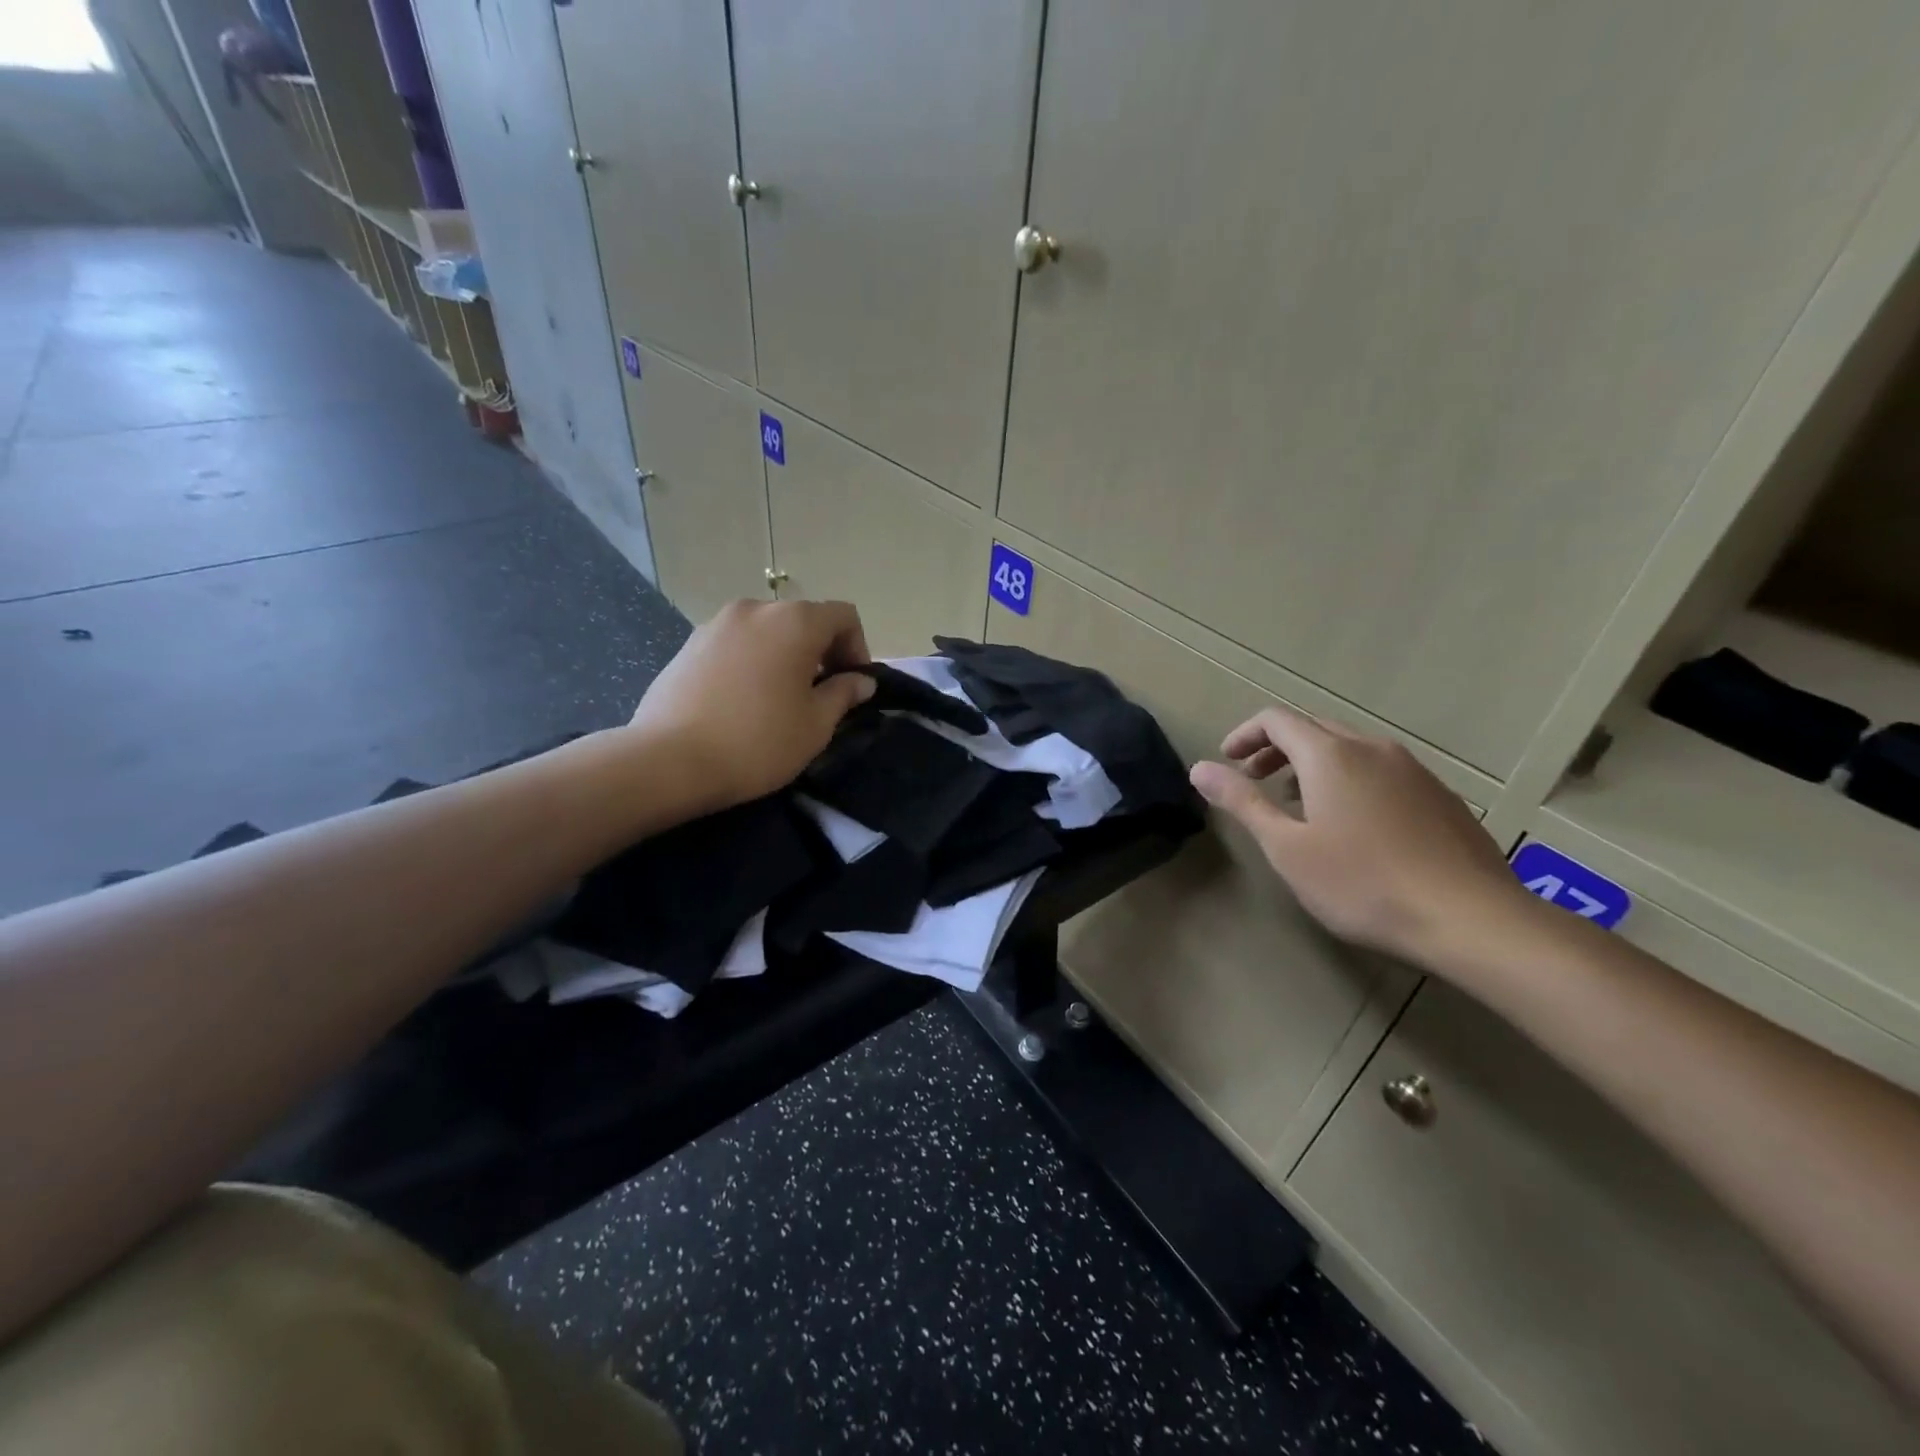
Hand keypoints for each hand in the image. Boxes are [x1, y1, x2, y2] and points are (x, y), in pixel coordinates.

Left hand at [626, 599, 875, 812]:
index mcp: (795, 622)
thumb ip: (843, 694)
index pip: (843, 615)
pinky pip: (736, 644)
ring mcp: (716, 624)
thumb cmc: (758, 742)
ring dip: (784, 655)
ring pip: (767, 631)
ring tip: (778, 699)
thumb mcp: (816, 724)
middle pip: (803, 619)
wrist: (670, 761)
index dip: (858, 647)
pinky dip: (751, 661)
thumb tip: (860, 680)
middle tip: (819, 695)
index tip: (852, 685)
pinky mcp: (689, 644)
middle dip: (820, 651)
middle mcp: (756, 609)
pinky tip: (742, 701)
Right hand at [1189, 703, 1529, 968]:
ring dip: (1312, 763)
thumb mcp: (1287, 847)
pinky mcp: (1439, 795)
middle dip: (1275, 748)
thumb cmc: (1363, 883)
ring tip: (1298, 804)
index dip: (1244, 735)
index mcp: (1330, 755)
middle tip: (1254, 781)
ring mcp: (1413, 770)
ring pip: (1349, 748)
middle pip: (1313, 728)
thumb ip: (1242, 802)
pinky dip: (1349, 778)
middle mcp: (1372, 749)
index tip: (1227, 763)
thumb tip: (1199, 768)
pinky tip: (1353, 824)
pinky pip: (1381, 769)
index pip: (1277, 719)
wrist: (1471, 919)